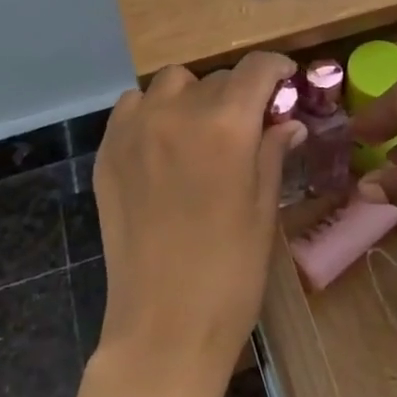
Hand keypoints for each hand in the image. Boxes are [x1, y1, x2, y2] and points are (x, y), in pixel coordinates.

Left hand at [90, 53, 300, 396]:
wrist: (163, 328)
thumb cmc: (230, 274)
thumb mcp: (264, 210)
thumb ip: (273, 152)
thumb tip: (289, 121)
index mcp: (225, 126)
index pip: (256, 69)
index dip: (277, 68)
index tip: (286, 81)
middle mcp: (177, 113)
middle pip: (216, 77)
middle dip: (240, 93)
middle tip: (250, 124)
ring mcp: (135, 130)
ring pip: (172, 84)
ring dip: (195, 96)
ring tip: (203, 130)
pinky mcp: (108, 152)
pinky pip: (133, 106)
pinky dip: (154, 110)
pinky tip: (165, 142)